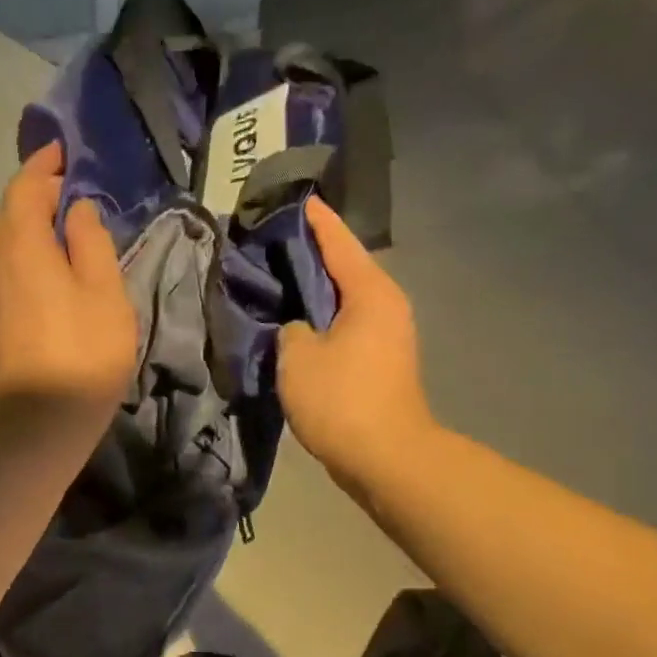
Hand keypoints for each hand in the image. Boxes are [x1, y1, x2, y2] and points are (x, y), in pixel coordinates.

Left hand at [0, 141, 137, 424]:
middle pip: (10, 213)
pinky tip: (55, 262)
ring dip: (32, 221)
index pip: (24, 190)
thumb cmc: (84, 352)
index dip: (42, 165)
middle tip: (69, 180)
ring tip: (66, 217)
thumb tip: (77, 210)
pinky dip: (31, 249)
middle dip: (35, 190)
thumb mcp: (103, 290)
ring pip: (8, 242)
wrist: (42, 422)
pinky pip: (12, 266)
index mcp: (23, 248)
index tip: (63, 149)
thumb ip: (91, 241)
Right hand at [277, 197, 431, 488]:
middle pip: (342, 268)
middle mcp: (385, 305)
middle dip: (308, 255)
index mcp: (369, 292)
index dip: (313, 220)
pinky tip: (293, 324)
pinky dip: (320, 320)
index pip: (337, 242)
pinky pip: (344, 326)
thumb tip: (296, 328)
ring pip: (343, 300)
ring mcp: (386, 335)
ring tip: (275, 281)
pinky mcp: (379, 362)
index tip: (293, 199)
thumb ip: (289, 329)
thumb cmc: (342, 399)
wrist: (386, 458)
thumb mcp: (297, 357)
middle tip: (269, 243)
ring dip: (312, 292)